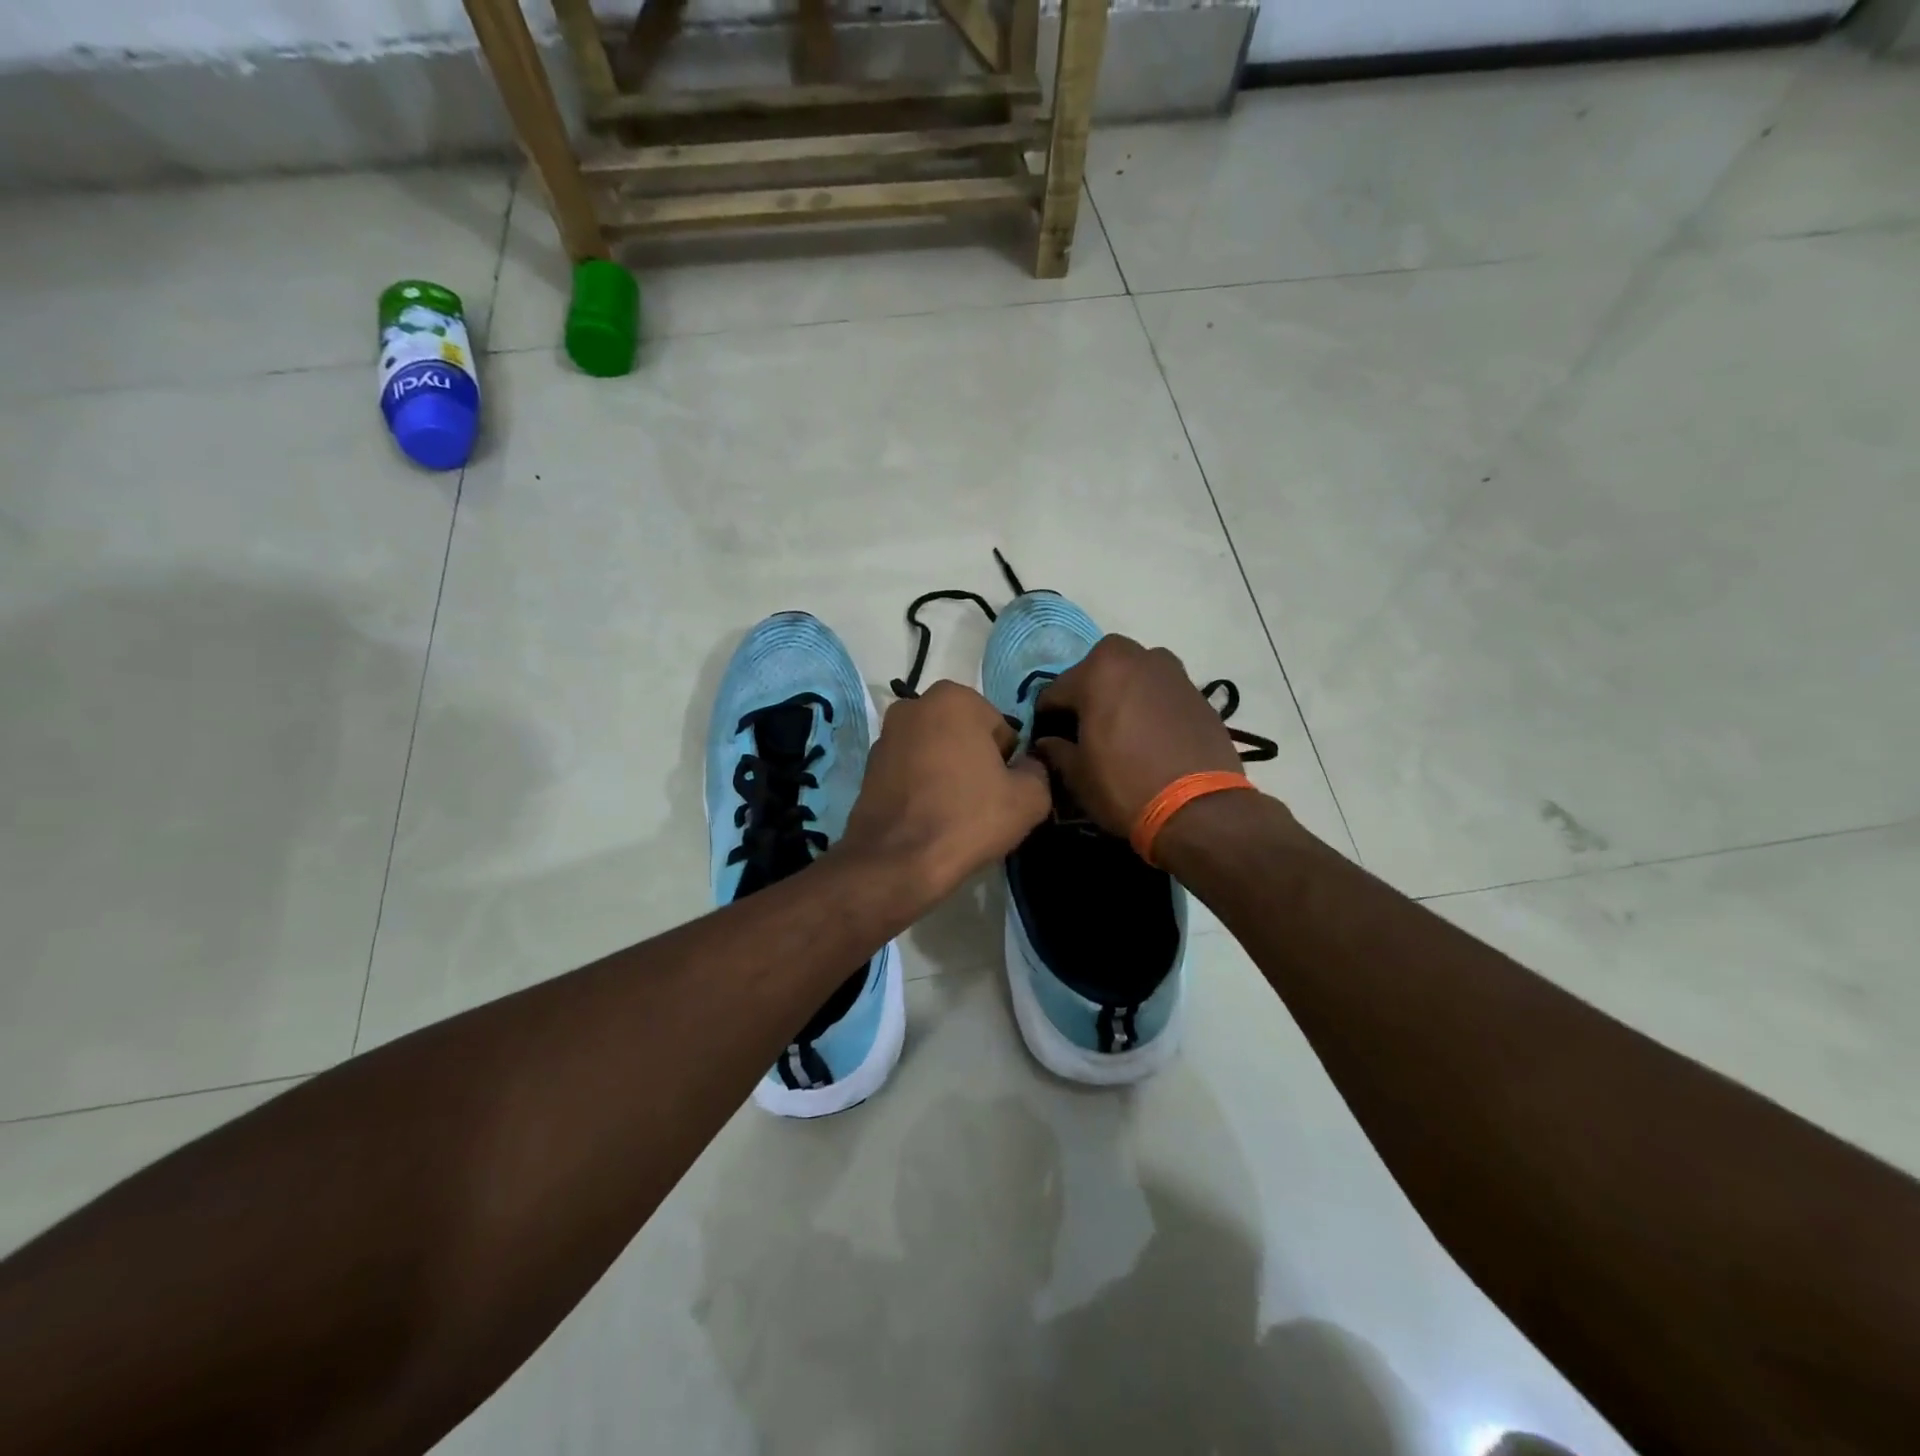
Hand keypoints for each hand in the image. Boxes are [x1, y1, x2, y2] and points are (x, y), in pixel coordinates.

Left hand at [840, 680, 1050, 904]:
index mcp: (954, 698)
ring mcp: (886, 735)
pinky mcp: (869, 766)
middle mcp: (914, 705)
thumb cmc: (967, 818)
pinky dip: (922, 787)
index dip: (1007, 763)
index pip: (1000, 729)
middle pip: (965, 736)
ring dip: (947, 773)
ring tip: (952, 813)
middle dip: (975, 762)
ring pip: (936, 753)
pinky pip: (911, 771)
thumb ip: (1038, 770)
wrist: (896, 860)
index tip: (1001, 791)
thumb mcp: (1029, 798)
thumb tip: (1028, 766)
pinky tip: (927, 817)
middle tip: (979, 803)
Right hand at [1028, 635, 1244, 838]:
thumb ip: (1056, 750)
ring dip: (1121, 696)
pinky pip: (1160, 693)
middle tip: (1086, 732)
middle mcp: (1137, 657)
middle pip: (1098, 672)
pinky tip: (1150, 738)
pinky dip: (1149, 707)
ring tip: (1121, 732)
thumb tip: (1047, 742)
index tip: (1048, 741)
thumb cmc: (1125, 786)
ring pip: (1133, 678)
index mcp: (1099, 670)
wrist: (1200, 809)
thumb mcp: (1077, 775)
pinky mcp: (1198, 693)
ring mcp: (1172, 672)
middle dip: (1087, 696)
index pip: (1056, 691)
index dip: (1047, 719)